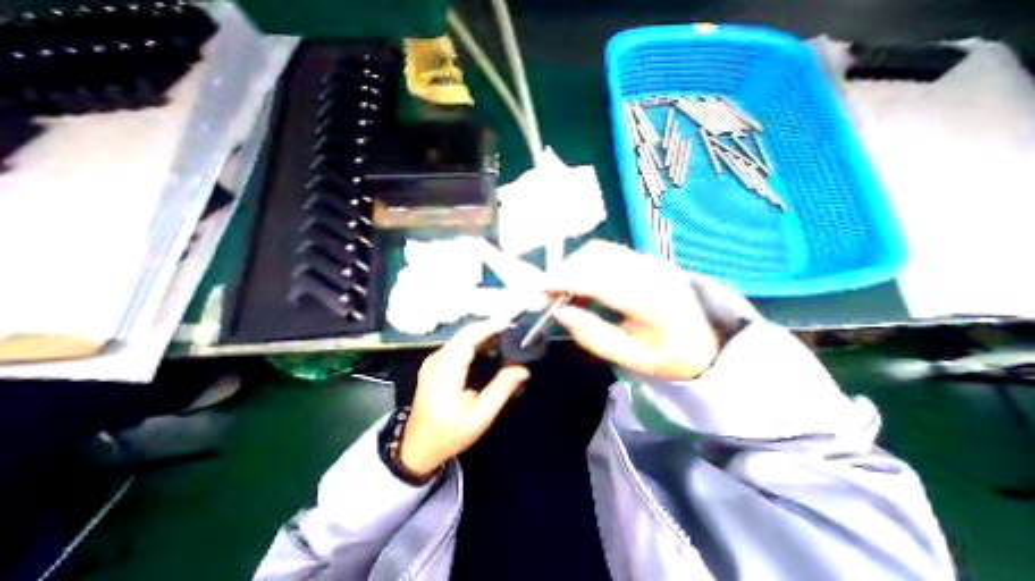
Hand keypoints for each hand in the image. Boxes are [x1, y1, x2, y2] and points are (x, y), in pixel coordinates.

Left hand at [397, 323, 526, 476]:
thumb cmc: (448, 434)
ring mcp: (434, 360)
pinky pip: (458, 345)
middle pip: (465, 333)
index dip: (489, 326)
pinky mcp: (436, 363)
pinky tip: (491, 348)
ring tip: (508, 338)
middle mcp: (437, 359)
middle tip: (514, 332)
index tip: (511, 324)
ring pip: (462, 337)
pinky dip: (476, 342)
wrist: (417, 447)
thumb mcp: (479, 417)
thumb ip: (501, 389)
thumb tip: (523, 369)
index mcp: (445, 370)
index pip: (468, 336)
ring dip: (484, 334)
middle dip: (490, 328)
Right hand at [544, 238, 717, 378]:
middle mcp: (651, 271)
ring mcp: (649, 260)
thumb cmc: (669, 355)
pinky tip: (580, 284)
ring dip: (572, 266)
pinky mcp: (643, 257)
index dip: (566, 280)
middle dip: (564, 271)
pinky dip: (584, 264)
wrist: (707, 338)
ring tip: (562, 291)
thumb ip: (593, 335)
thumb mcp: (631, 358)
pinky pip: (605, 252)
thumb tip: (559, 311)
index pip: (601, 280)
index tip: (538, 288)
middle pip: (596, 257)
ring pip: (598, 250)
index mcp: (654, 301)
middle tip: (547, 295)